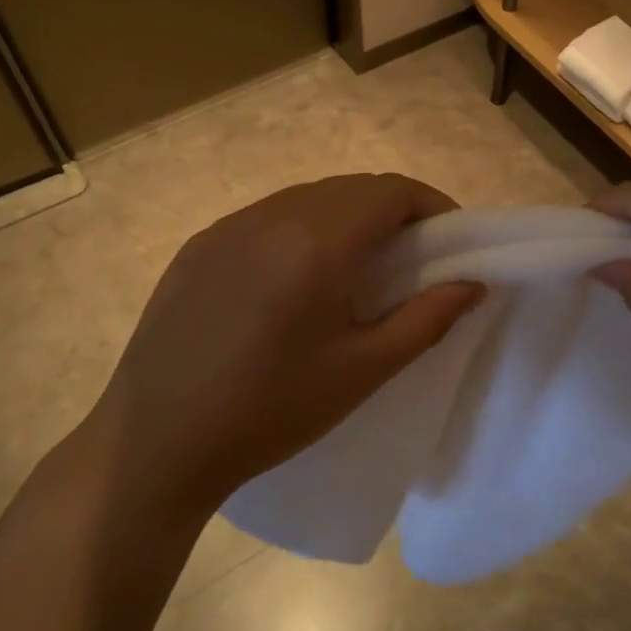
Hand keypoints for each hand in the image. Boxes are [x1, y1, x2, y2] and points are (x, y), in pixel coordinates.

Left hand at [92, 174, 483, 517]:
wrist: (158, 441)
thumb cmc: (271, 411)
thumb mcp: (363, 370)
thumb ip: (427, 319)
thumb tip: (473, 283)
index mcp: (317, 242)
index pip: (391, 191)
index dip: (432, 206)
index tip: (450, 243)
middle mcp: (272, 216)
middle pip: (351, 188)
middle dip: (393, 211)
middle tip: (411, 260)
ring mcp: (228, 227)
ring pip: (307, 198)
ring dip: (346, 218)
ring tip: (356, 270)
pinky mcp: (199, 246)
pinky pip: (266, 218)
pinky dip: (300, 231)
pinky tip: (295, 281)